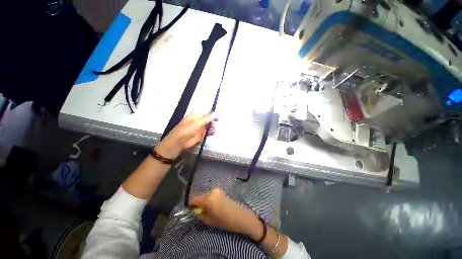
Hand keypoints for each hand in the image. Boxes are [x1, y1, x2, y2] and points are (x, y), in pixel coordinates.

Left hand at [156, 112, 217, 158]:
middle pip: (208, 120)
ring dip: (212, 128)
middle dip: (212, 122)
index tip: (218, 119)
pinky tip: (212, 133)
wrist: (179, 142)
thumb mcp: (197, 122)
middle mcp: (198, 121)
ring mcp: (199, 128)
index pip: (206, 114)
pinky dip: (211, 132)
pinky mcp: (201, 135)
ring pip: (209, 126)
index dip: (213, 116)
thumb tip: (216, 113)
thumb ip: (207, 118)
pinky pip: (208, 132)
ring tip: (213, 130)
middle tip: (214, 126)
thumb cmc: (187, 129)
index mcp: (196, 116)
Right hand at [189, 188, 262, 239]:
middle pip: (201, 197)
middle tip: (202, 212)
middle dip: (199, 204)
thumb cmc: (225, 221)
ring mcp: (217, 190)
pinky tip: (215, 206)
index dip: (191, 205)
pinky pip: (212, 194)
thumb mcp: (210, 220)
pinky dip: (210, 199)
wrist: (240, 216)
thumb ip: (200, 214)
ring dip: (206, 202)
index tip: (191, 210)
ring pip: (206, 195)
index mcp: (208, 199)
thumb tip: (195, 211)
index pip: (194, 199)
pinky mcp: (221, 190)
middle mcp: (212, 191)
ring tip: (210, 209)